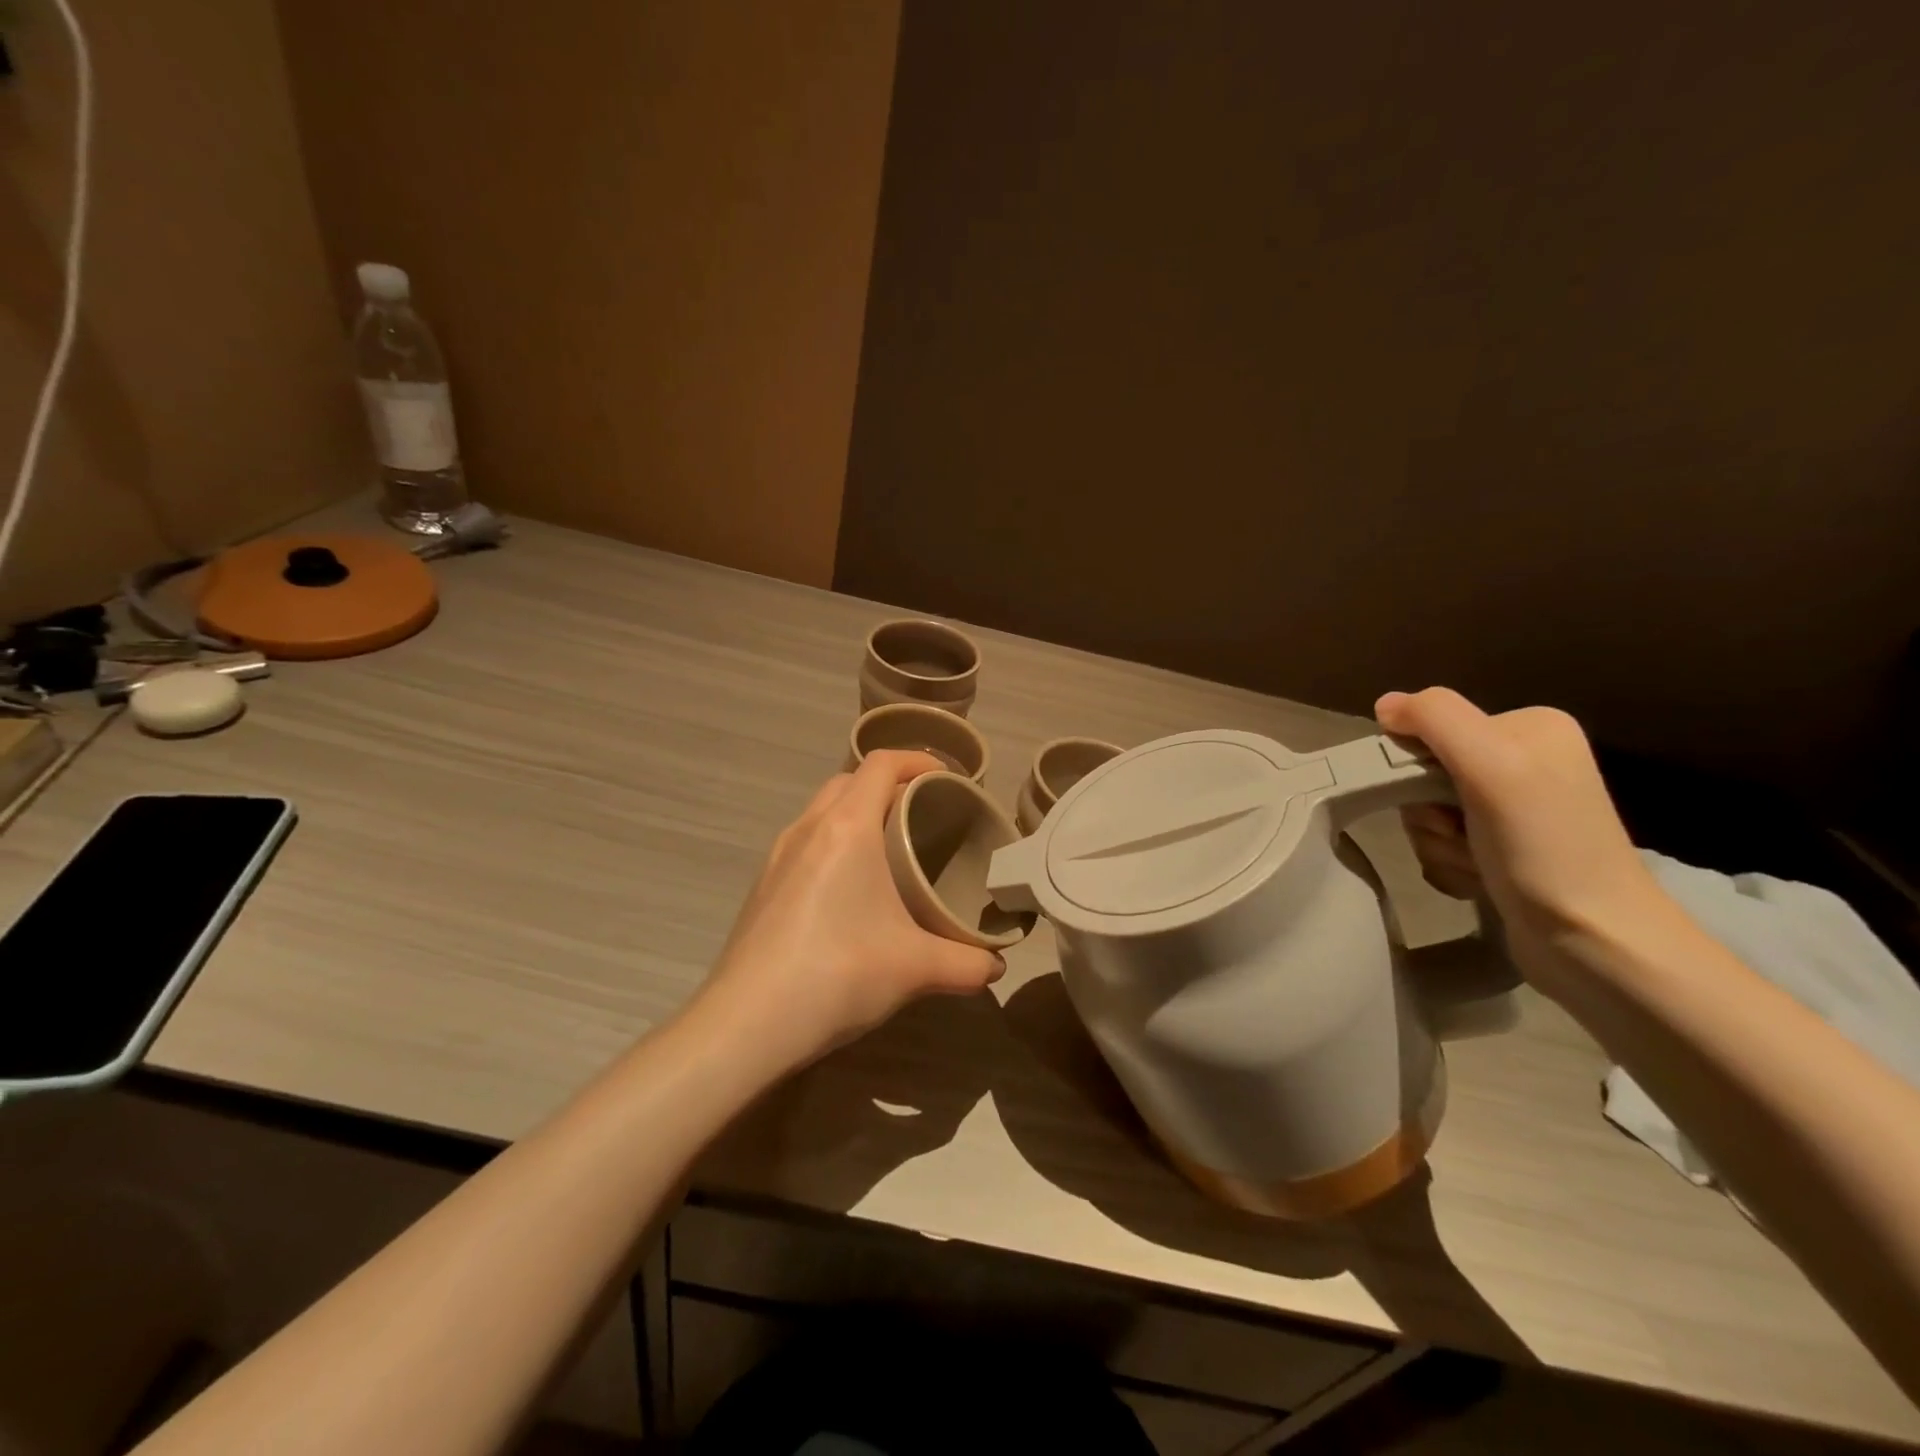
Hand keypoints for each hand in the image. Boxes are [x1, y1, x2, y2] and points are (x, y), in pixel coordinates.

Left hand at [696, 751, 1005, 1073]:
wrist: (746, 1024)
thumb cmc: (837, 974)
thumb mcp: (915, 968)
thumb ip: (967, 963)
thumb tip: (996, 966)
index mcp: (846, 827)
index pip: (882, 764)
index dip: (918, 760)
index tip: (949, 778)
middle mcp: (808, 828)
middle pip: (850, 780)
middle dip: (889, 785)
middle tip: (923, 814)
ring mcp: (778, 855)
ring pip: (823, 809)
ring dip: (857, 813)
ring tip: (890, 848)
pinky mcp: (763, 884)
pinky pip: (806, 841)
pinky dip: (833, 842)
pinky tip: (850, 890)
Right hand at [1375, 688, 1675, 999]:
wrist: (1595, 942)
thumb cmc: (1545, 848)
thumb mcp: (1492, 765)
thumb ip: (1436, 719)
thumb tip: (1384, 705)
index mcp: (1528, 728)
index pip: (1431, 729)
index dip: (1416, 766)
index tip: (1441, 800)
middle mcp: (1524, 761)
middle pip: (1425, 772)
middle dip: (1427, 811)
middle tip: (1459, 834)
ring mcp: (1514, 809)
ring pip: (1428, 812)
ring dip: (1436, 843)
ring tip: (1474, 864)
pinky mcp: (1505, 849)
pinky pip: (1443, 843)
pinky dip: (1449, 863)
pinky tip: (1478, 880)